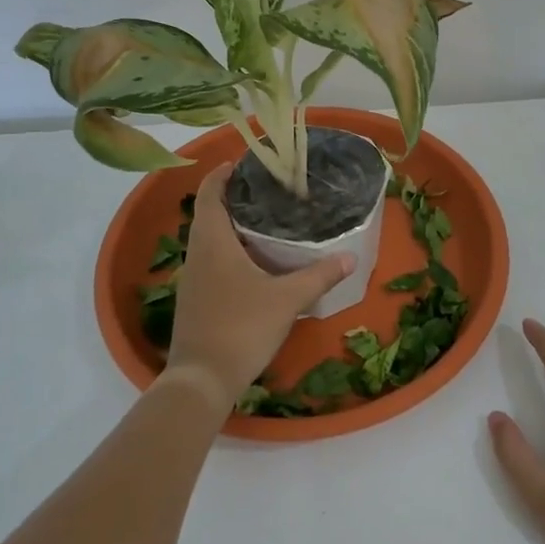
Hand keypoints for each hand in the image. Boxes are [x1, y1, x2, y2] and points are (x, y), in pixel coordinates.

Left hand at [162, 163, 352, 409]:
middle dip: (233, 197)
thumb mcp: (286, 299)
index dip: (221, 174)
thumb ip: (319, 276)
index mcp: (212, 240)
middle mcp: (198, 253)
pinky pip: (211, 259)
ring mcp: (194, 277)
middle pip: (209, 212)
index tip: (242, 162)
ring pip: (210, 238)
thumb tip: (350, 257)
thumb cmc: (241, 327)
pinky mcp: (197, 298)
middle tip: (266, 189)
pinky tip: (255, 261)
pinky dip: (229, 249)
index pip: (209, 193)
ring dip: (231, 225)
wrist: (201, 380)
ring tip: (266, 219)